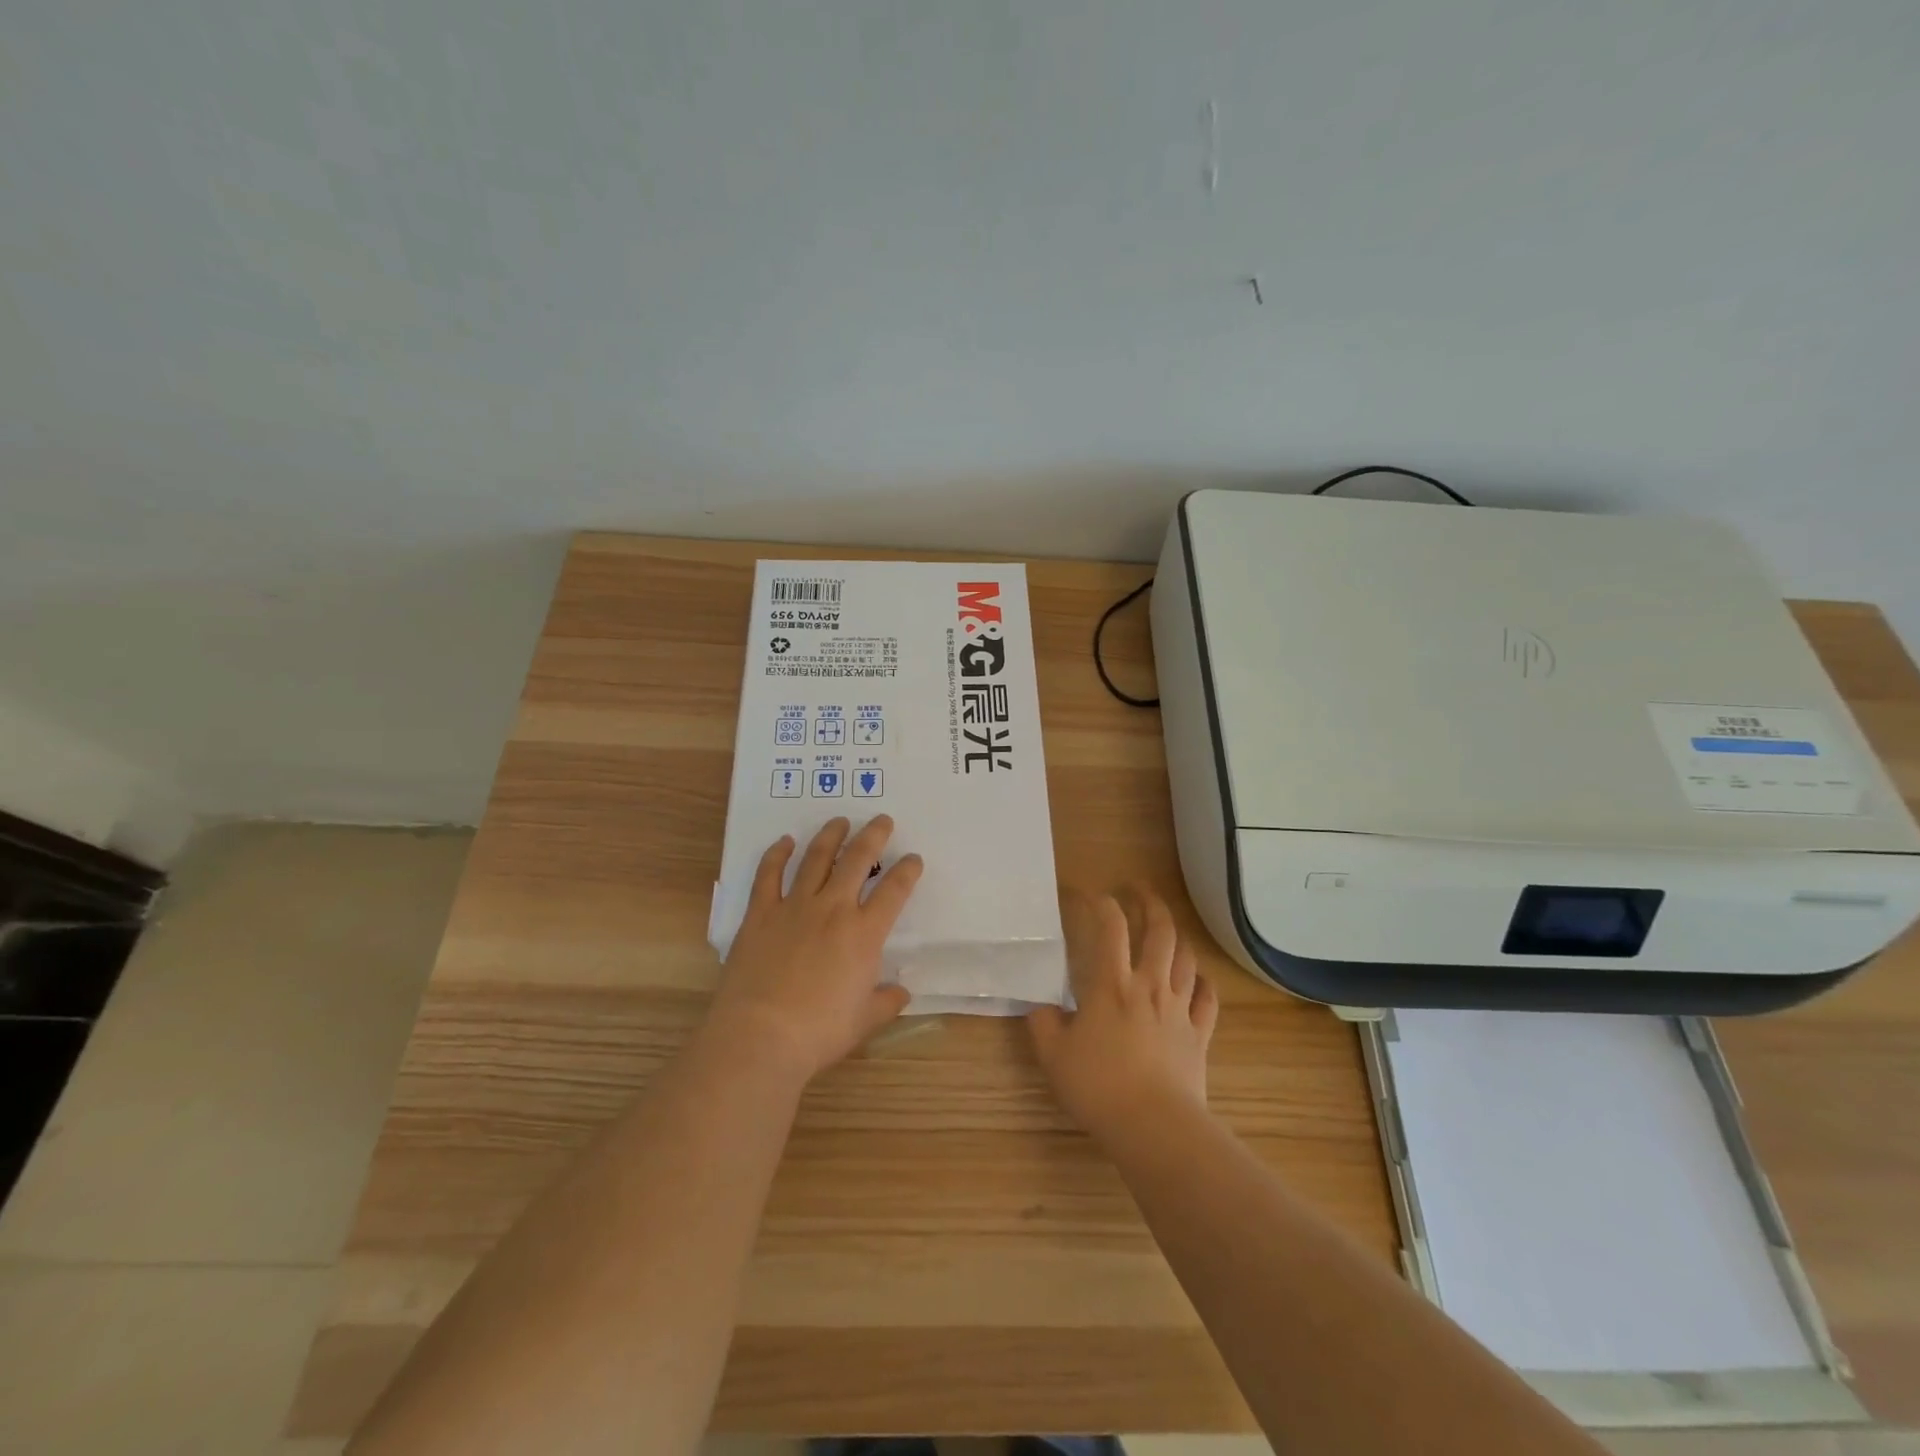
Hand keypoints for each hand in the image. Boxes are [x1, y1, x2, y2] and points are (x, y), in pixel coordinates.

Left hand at [707, 815, 922, 1080]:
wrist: (760, 1035)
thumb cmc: (819, 1032)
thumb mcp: (865, 1021)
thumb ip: (887, 1001)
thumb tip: (901, 992)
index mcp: (864, 933)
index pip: (894, 890)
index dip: (908, 870)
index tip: (913, 858)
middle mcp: (833, 909)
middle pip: (857, 860)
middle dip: (873, 836)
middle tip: (882, 820)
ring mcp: (794, 906)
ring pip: (816, 858)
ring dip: (830, 836)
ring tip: (840, 821)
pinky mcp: (761, 913)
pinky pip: (768, 874)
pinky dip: (777, 854)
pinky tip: (785, 841)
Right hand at [1027, 889, 1218, 1142]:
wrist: (1154, 1126)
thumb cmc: (1099, 1086)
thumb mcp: (1053, 1056)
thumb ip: (1042, 1024)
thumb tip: (1039, 1006)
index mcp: (1111, 984)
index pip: (1110, 926)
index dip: (1099, 902)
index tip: (1086, 894)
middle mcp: (1149, 985)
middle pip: (1160, 930)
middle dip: (1150, 902)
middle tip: (1138, 890)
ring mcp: (1179, 1008)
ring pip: (1186, 957)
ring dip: (1176, 936)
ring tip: (1165, 929)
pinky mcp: (1200, 1033)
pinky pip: (1208, 997)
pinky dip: (1203, 981)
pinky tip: (1196, 978)